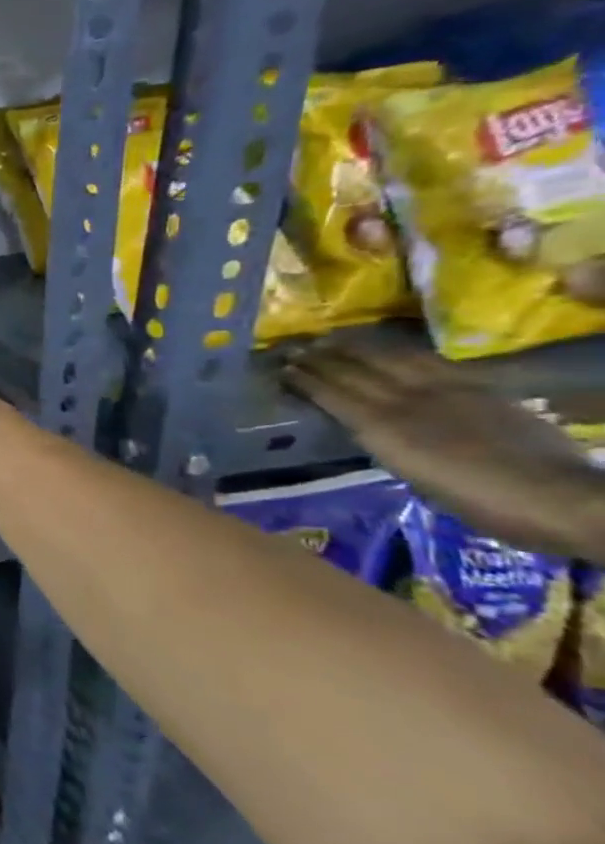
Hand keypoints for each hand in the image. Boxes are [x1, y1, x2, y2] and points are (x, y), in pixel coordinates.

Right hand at [283, 339, 602, 555]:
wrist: (561, 497)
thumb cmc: (482, 502)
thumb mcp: (415, 478)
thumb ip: (385, 443)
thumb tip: (362, 424)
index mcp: (386, 428)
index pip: (332, 394)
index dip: (305, 380)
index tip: (282, 369)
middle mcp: (408, 401)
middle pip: (356, 371)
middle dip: (322, 358)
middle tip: (296, 348)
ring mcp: (446, 389)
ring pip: (389, 359)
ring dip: (356, 348)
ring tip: (333, 340)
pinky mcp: (478, 386)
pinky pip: (428, 361)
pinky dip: (400, 352)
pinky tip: (390, 351)